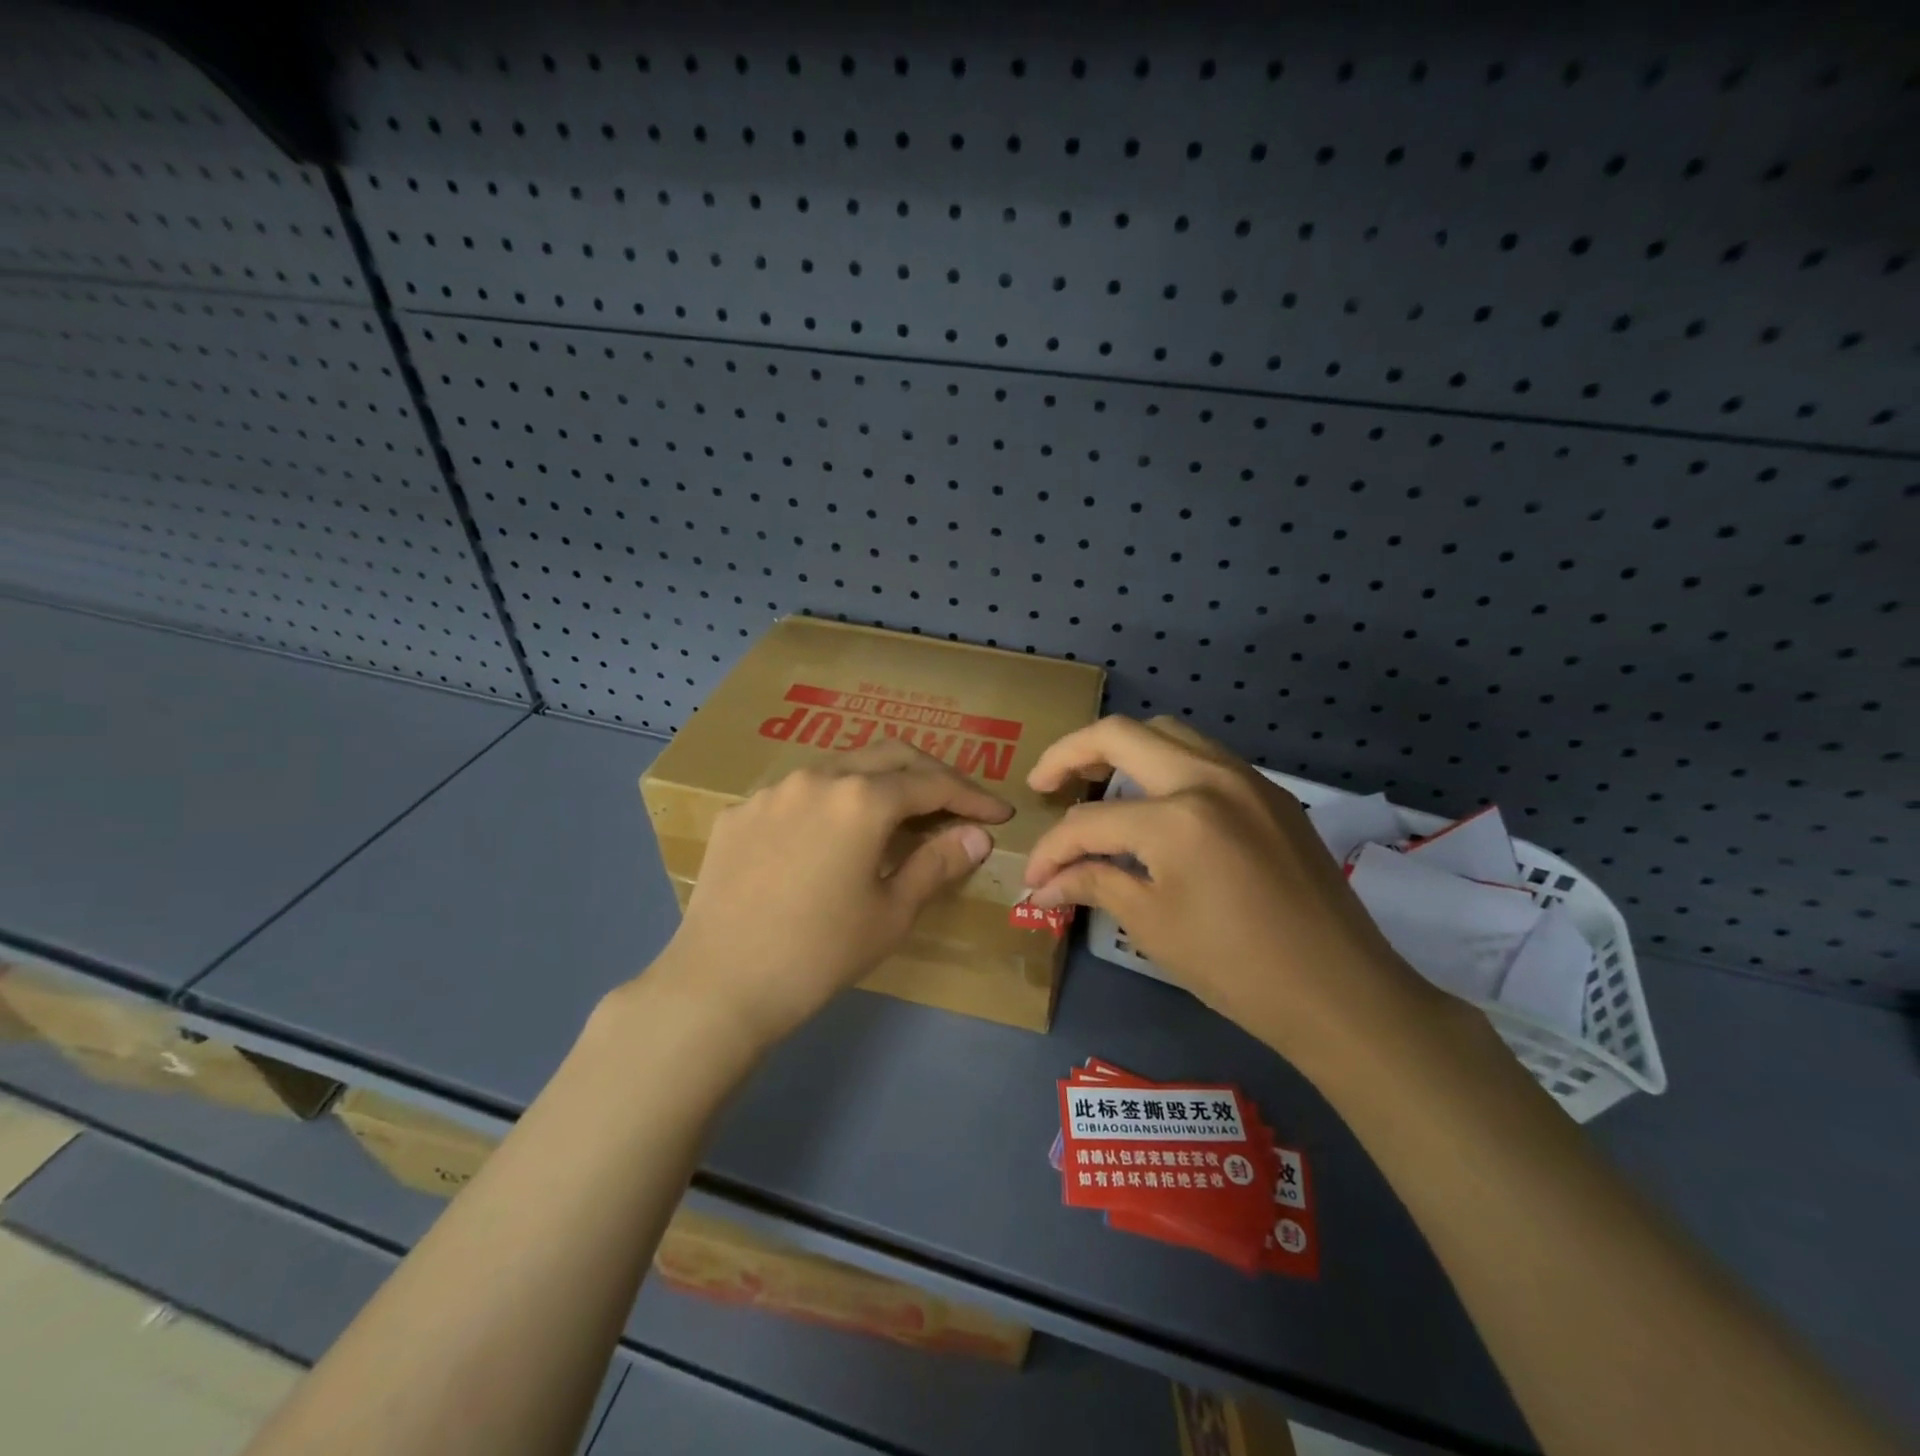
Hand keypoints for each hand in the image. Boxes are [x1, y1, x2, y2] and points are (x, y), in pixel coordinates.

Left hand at [651, 740, 1012, 1050]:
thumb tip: (977, 835)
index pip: (932, 784)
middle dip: (930, 773)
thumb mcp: (891, 913)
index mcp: (862, 799)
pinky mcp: (740, 811)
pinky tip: (829, 836)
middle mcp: (818, 776)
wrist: (720, 984)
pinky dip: (830, 802)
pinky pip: (798, 792)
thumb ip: (937, 863)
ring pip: (841, 766)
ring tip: (896, 814)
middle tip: (956, 802)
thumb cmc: (820, 953)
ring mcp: (773, 790)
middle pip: (890, 755)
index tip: (999, 814)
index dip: (972, 796)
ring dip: (878, 781)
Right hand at [1022, 716, 1429, 1058]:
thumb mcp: (1152, 926)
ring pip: (1168, 733)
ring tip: (1094, 782)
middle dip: (1070, 754)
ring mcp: (1247, 779)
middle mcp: (1211, 778)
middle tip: (1044, 785)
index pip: (1089, 820)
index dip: (1051, 849)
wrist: (1342, 993)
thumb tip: (1043, 884)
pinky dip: (1164, 764)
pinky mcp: (1271, 794)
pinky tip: (1152, 802)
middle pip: (1122, 734)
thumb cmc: (1238, 968)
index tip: (1033, 877)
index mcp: (1178, 817)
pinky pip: (1204, 756)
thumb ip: (1093, 885)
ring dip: (1121, 749)